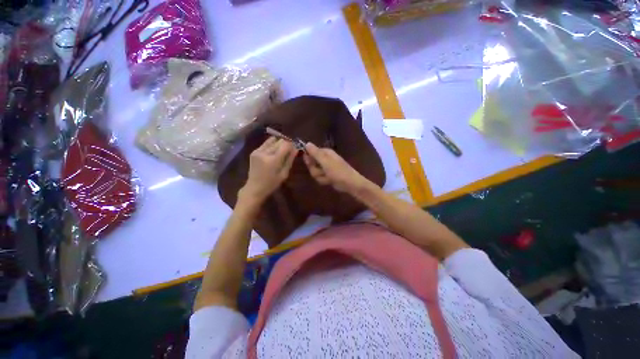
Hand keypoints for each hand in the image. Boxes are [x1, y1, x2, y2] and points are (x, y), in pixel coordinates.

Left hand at [239, 137, 296, 203]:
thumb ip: (290, 160)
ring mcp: (258, 151)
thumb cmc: (272, 184)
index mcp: (273, 160)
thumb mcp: (284, 174)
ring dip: (278, 144)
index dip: (291, 145)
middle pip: (279, 141)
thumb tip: (296, 148)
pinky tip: (272, 153)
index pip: (286, 144)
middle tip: (288, 152)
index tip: (294, 149)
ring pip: (273, 140)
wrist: (254, 188)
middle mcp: (265, 152)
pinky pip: (266, 143)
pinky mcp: (254, 151)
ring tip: (280, 152)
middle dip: (286, 144)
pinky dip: (271, 145)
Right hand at [303, 143, 369, 193]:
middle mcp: (324, 159)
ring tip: (327, 177)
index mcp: (325, 152)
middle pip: (311, 164)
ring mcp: (325, 168)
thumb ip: (315, 153)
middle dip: (315, 170)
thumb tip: (306, 143)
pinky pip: (319, 177)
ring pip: (314, 172)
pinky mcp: (326, 175)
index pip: (310, 152)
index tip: (310, 163)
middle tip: (322, 171)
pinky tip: (329, 181)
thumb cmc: (338, 171)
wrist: (349, 183)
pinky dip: (323, 180)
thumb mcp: (325, 161)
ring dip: (320, 176)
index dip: (309, 159)